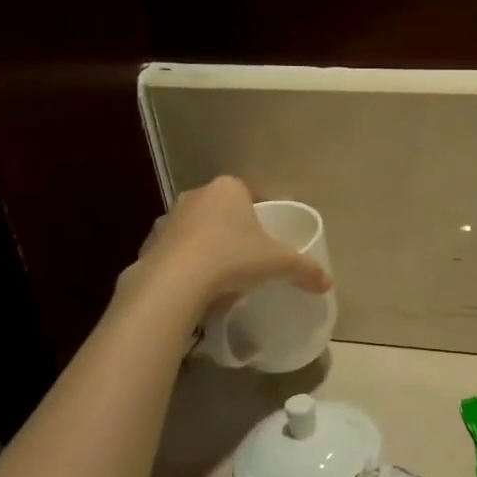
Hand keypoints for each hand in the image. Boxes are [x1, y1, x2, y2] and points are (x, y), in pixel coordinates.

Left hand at [127, 177, 331, 312]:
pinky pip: (175, 252)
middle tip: (249, 256)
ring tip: (222, 275)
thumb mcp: (279, 263)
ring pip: (196, 230)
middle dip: (234, 229)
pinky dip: (185, 265)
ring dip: (207, 246)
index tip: (269, 238)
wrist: (175, 282)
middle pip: (222, 211)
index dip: (261, 214)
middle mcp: (196, 196)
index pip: (250, 194)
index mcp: (228, 189)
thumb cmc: (233, 258)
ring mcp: (168, 219)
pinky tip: (196, 287)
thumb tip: (327, 282)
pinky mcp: (149, 244)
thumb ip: (305, 269)